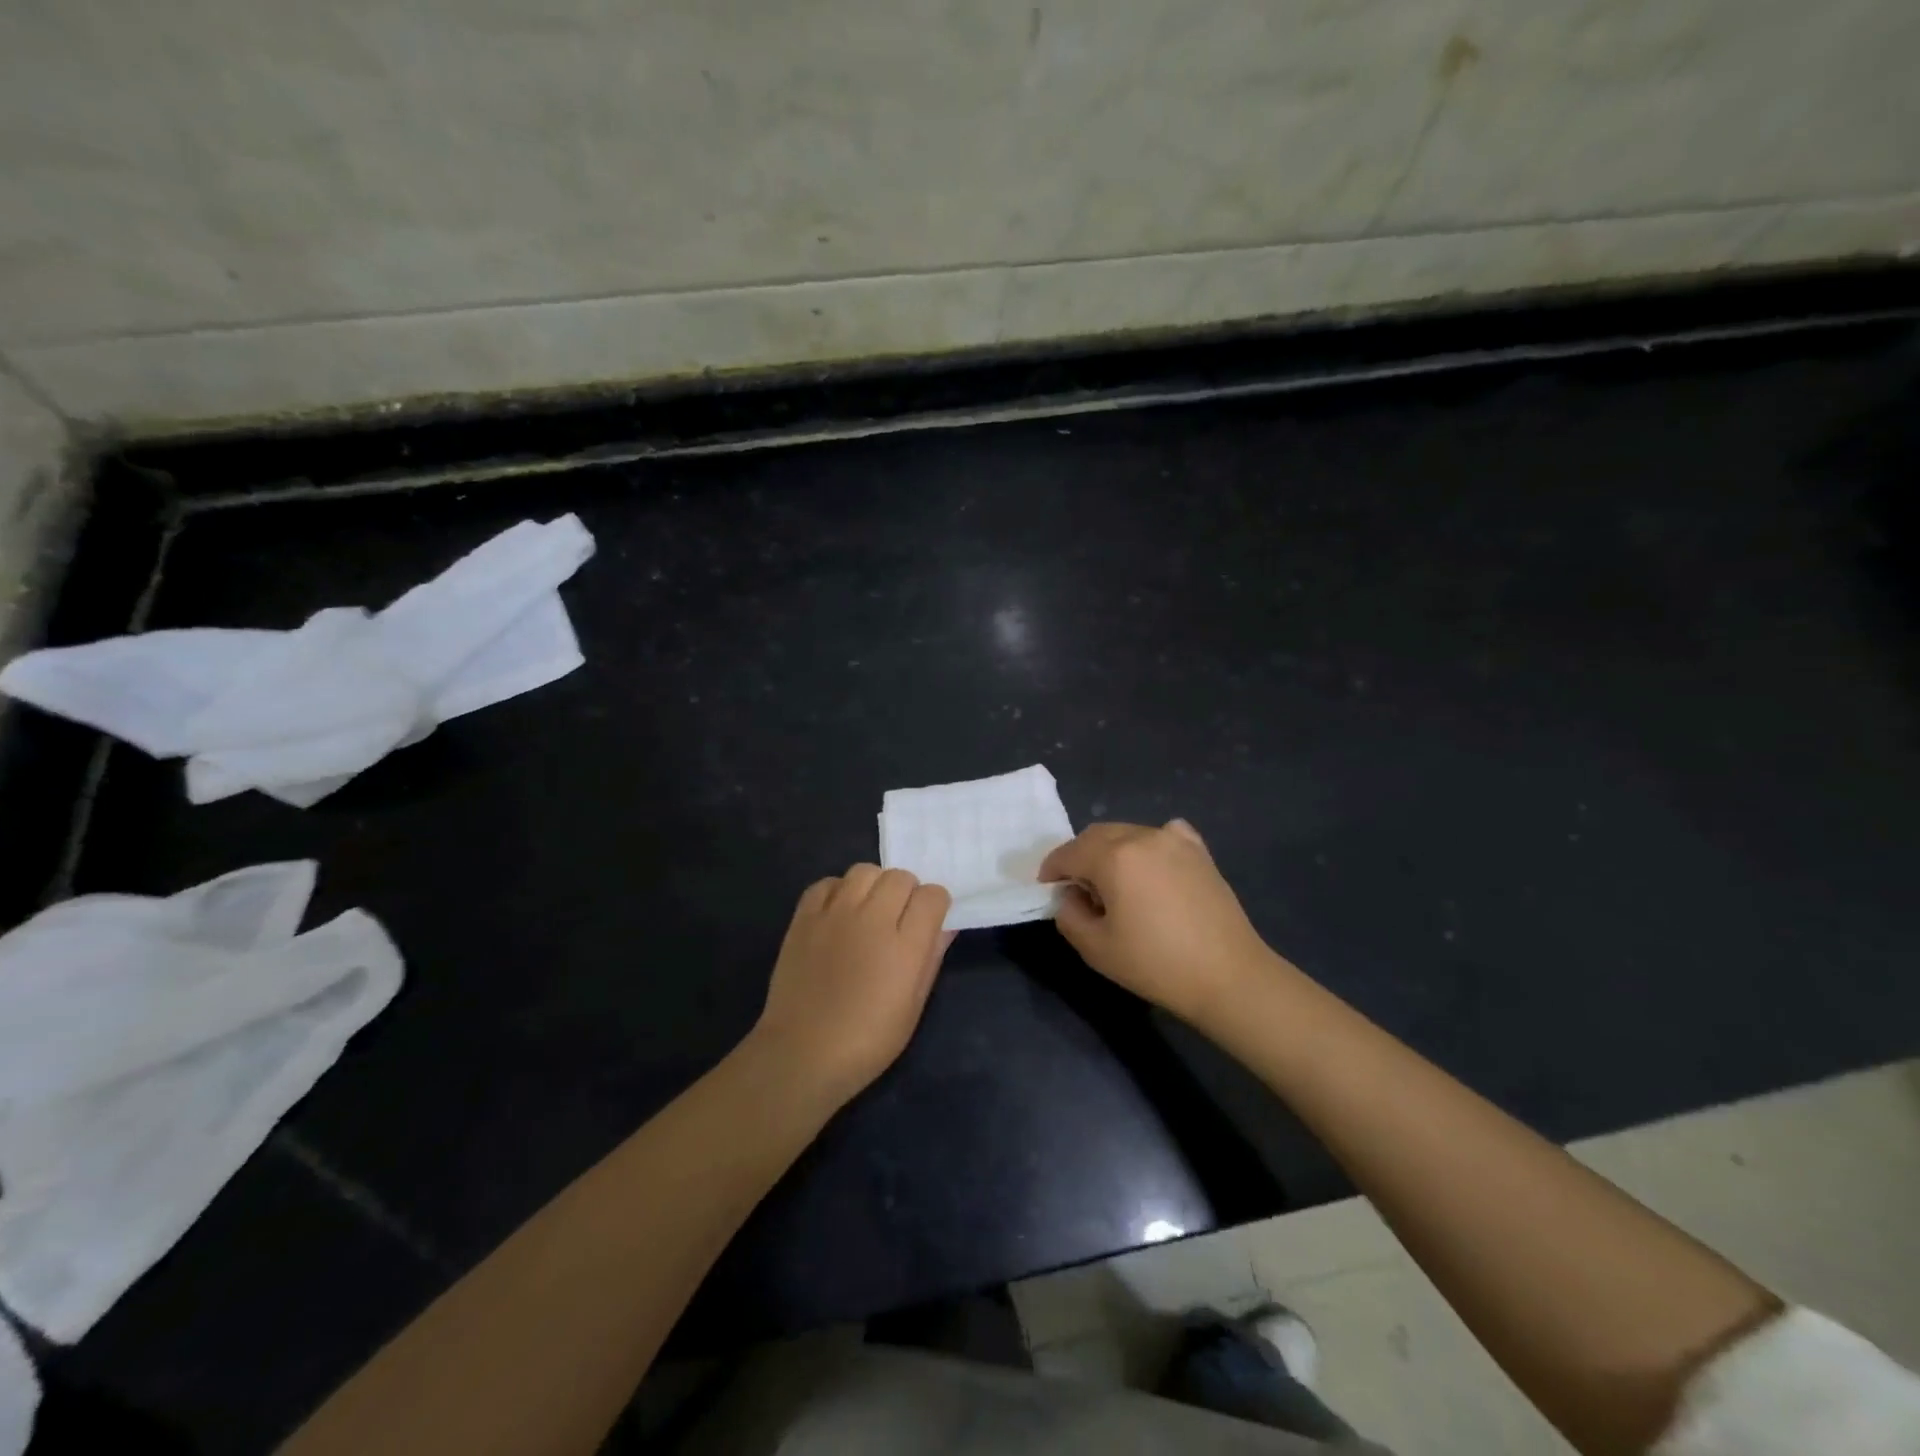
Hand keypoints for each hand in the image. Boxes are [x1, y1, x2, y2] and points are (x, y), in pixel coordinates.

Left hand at [747, 865, 953, 1111]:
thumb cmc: (867, 1041)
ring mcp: (835, 914)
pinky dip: (837, 891)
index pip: (932, 895)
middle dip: (907, 892)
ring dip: (874, 886)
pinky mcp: (804, 917)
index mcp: (905, 945)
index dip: (935, 905)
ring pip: (864, 871)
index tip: (929, 921)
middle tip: (899, 919)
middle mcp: (872, 919)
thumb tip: (945, 926)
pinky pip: (827, 883)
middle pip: (900, 877)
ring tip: (868, 911)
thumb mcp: (913, 1007)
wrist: (802, 1053)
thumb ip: (931, 958)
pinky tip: (838, 914)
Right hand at [1040, 820, 1279, 1027]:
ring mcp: (1175, 840)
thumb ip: (1069, 915)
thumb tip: (1070, 896)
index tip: (1046, 887)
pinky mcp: (1199, 851)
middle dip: (1079, 856)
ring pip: (1128, 833)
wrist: (1228, 976)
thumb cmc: (1156, 964)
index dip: (1052, 869)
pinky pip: (1163, 835)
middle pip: (1097, 835)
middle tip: (1077, 888)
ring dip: (1111, 851)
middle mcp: (1142, 836)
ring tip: (1115, 885)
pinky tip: (1152, 868)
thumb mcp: (1096, 948)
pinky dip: (1147, 846)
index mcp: (1113, 856)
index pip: (1069, 853)